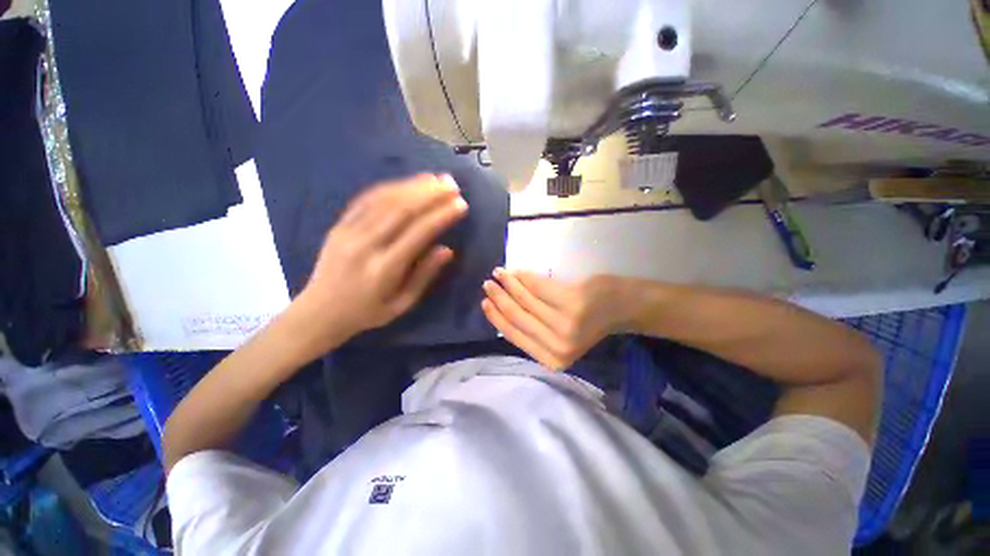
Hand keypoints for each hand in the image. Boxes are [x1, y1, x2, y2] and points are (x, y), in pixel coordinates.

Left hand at [292, 174, 467, 351]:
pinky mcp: (339, 225)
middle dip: (430, 194)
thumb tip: (447, 249)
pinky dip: (389, 187)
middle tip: (452, 184)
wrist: (319, 312)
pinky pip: (366, 199)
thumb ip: (424, 275)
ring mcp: (348, 231)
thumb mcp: (402, 304)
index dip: (441, 216)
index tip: (460, 204)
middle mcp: (365, 245)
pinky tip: (406, 183)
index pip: (418, 233)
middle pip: (401, 210)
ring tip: (435, 178)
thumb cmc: (367, 312)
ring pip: (384, 200)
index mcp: (384, 268)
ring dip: (412, 186)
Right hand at [481, 270, 631, 370]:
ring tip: (498, 274)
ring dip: (508, 284)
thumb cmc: (589, 322)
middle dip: (498, 298)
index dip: (497, 318)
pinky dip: (523, 276)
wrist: (622, 307)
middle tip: (487, 284)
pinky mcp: (572, 302)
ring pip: (525, 299)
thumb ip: (534, 330)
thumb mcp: (559, 336)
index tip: (484, 303)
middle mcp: (558, 345)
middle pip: (517, 317)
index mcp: (553, 359)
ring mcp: (565, 323)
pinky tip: (515, 271)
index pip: (515, 335)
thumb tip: (502, 312)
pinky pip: (538, 286)